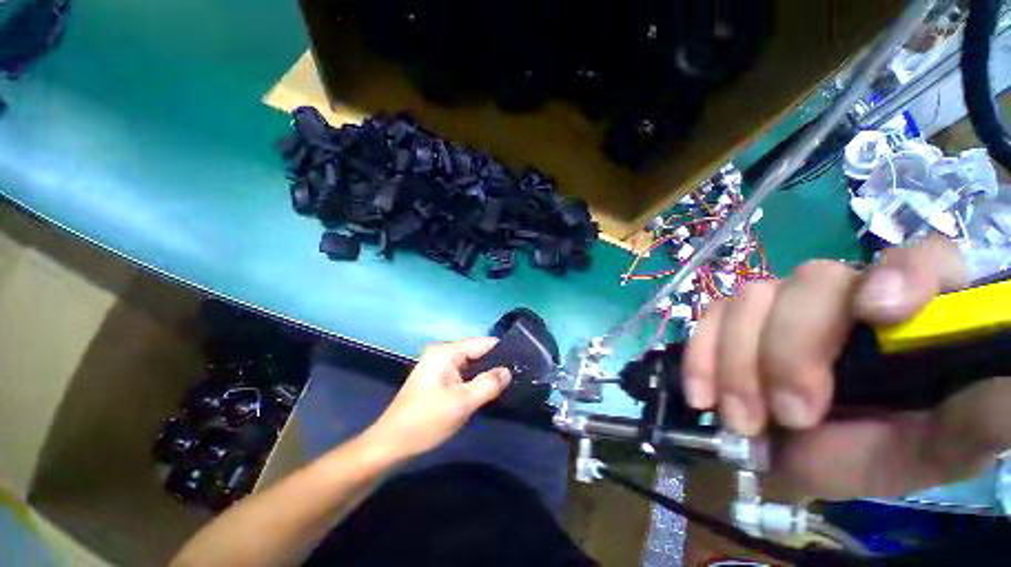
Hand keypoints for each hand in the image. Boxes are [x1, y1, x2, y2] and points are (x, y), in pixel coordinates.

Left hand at [365, 338, 510, 460]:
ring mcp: (440, 366)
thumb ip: (489, 384)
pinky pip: (464, 374)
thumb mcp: (462, 402)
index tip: (523, 360)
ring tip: (511, 380)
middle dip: (496, 362)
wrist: (391, 445)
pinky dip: (476, 380)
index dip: (503, 350)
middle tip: (520, 373)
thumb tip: (509, 371)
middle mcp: (443, 353)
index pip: (482, 343)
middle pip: (477, 352)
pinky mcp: (439, 379)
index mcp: (446, 352)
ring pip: (471, 364)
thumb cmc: (426, 421)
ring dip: (487, 372)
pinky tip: (490, 388)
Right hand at [683, 235, 1010, 497]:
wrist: (819, 456)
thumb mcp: (944, 446)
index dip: (901, 274)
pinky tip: (703, 395)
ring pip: (748, 299)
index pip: (922, 257)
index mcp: (917, 312)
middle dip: (791, 348)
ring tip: (743, 418)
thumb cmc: (889, 447)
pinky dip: (701, 356)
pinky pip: (709, 320)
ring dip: (738, 361)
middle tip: (791, 414)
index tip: (877, 314)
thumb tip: (1008, 384)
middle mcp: (847, 295)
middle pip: (811, 281)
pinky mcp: (736, 323)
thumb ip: (981, 420)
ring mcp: (782, 306)